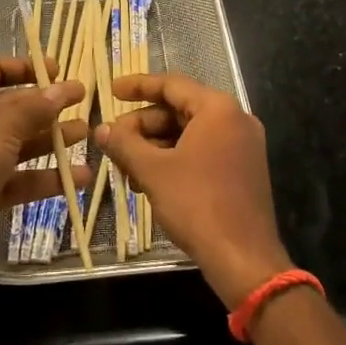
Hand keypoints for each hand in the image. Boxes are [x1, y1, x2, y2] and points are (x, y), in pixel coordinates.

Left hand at [0, 57, 87, 264]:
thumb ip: (37, 107)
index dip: (26, 68)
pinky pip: (20, 177)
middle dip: (47, 106)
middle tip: (82, 101)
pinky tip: (79, 177)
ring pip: (19, 142)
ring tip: (86, 134)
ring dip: (51, 139)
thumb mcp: (3, 125)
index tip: (57, 71)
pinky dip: (46, 176)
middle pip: (12, 106)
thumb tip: (65, 89)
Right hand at [96, 72, 290, 307]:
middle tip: (114, 143)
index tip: (111, 91)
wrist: (244, 259)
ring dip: (155, 147)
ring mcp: (242, 146)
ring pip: (189, 133)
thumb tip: (101, 129)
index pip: (172, 85)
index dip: (138, 85)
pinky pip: (203, 151)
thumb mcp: (153, 171)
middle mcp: (235, 119)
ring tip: (127, 169)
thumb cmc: (197, 205)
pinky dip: (175, 159)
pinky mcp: (242, 170)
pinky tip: (150, 182)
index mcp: (218, 109)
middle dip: (143, 126)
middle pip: (179, 110)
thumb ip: (125, 144)